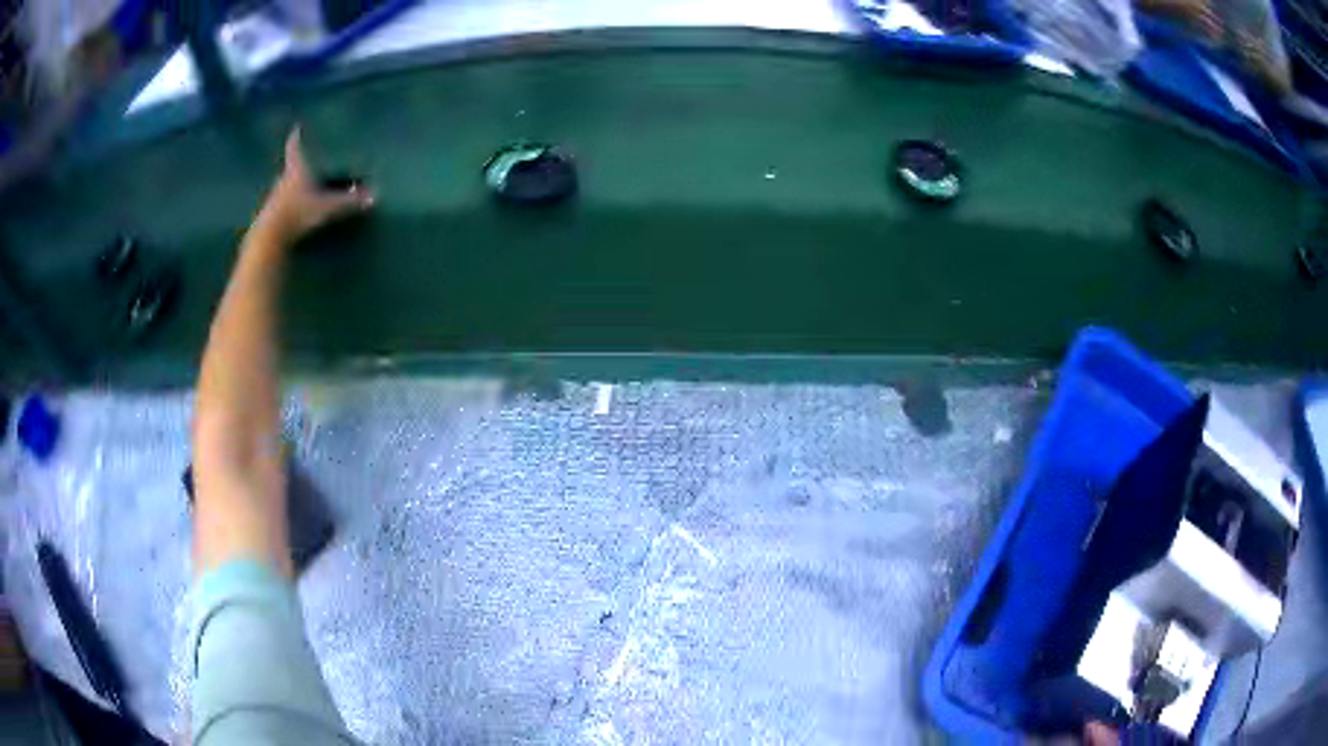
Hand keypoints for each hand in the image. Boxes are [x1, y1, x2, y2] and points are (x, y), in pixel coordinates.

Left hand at [259, 127, 374, 244]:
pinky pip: (282, 204)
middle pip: (290, 167)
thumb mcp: (327, 207)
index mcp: (296, 170)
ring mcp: (275, 198)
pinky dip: (289, 203)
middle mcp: (283, 180)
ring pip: (285, 186)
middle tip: (306, 160)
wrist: (270, 237)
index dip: (296, 137)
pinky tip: (295, 211)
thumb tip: (374, 198)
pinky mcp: (271, 215)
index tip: (296, 128)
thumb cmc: (298, 212)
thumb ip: (349, 202)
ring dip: (292, 185)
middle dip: (297, 163)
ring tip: (303, 186)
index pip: (295, 148)